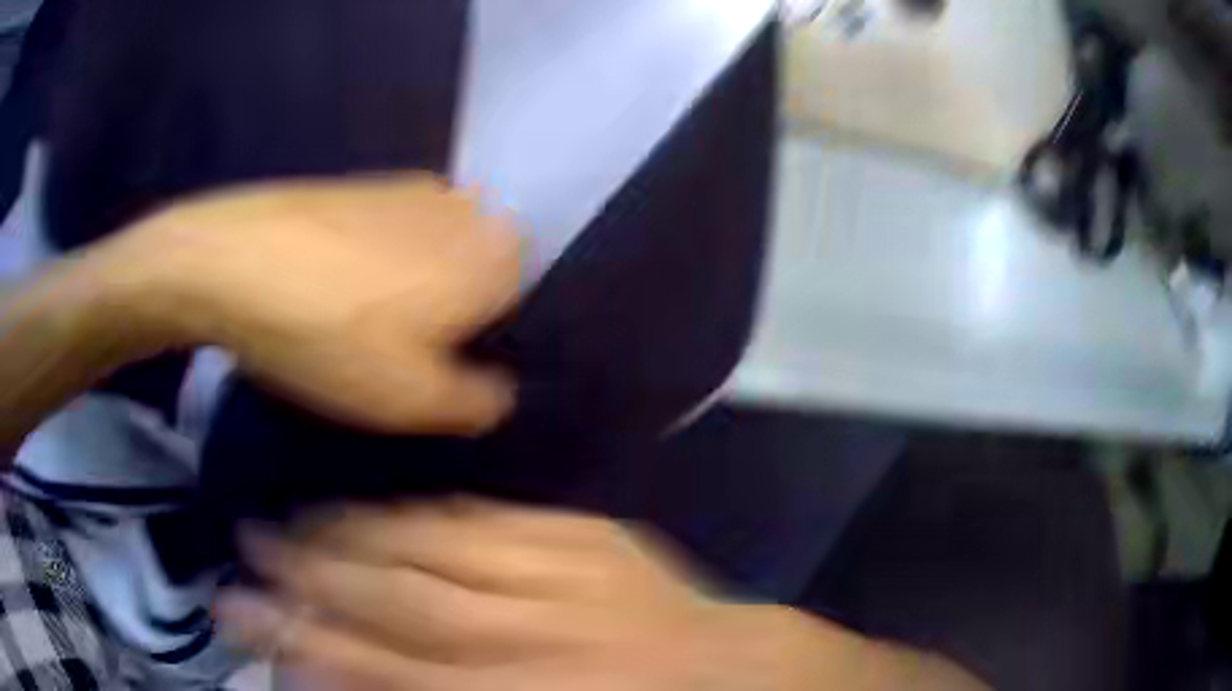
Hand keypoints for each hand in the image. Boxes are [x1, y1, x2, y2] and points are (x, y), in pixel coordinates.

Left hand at [98, 175, 519, 434]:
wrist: (234, 261)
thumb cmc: (332, 335)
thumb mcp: (414, 401)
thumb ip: (479, 403)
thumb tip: (495, 392)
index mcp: (496, 253)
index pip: (521, 308)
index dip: (479, 349)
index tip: (433, 374)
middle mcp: (466, 208)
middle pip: (476, 278)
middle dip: (447, 318)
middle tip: (392, 354)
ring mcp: (411, 188)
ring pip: (430, 257)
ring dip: (406, 293)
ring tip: (352, 323)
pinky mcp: (362, 184)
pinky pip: (387, 236)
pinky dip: (369, 266)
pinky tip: (326, 289)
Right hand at [216, 501, 882, 690]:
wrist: (729, 670)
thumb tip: (342, 676)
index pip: (375, 666)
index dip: (297, 636)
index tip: (240, 606)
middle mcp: (522, 636)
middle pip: (390, 601)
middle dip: (308, 574)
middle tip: (248, 542)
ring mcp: (557, 576)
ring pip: (430, 549)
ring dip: (353, 533)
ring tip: (296, 515)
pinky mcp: (586, 536)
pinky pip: (489, 518)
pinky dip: (427, 514)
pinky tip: (386, 506)